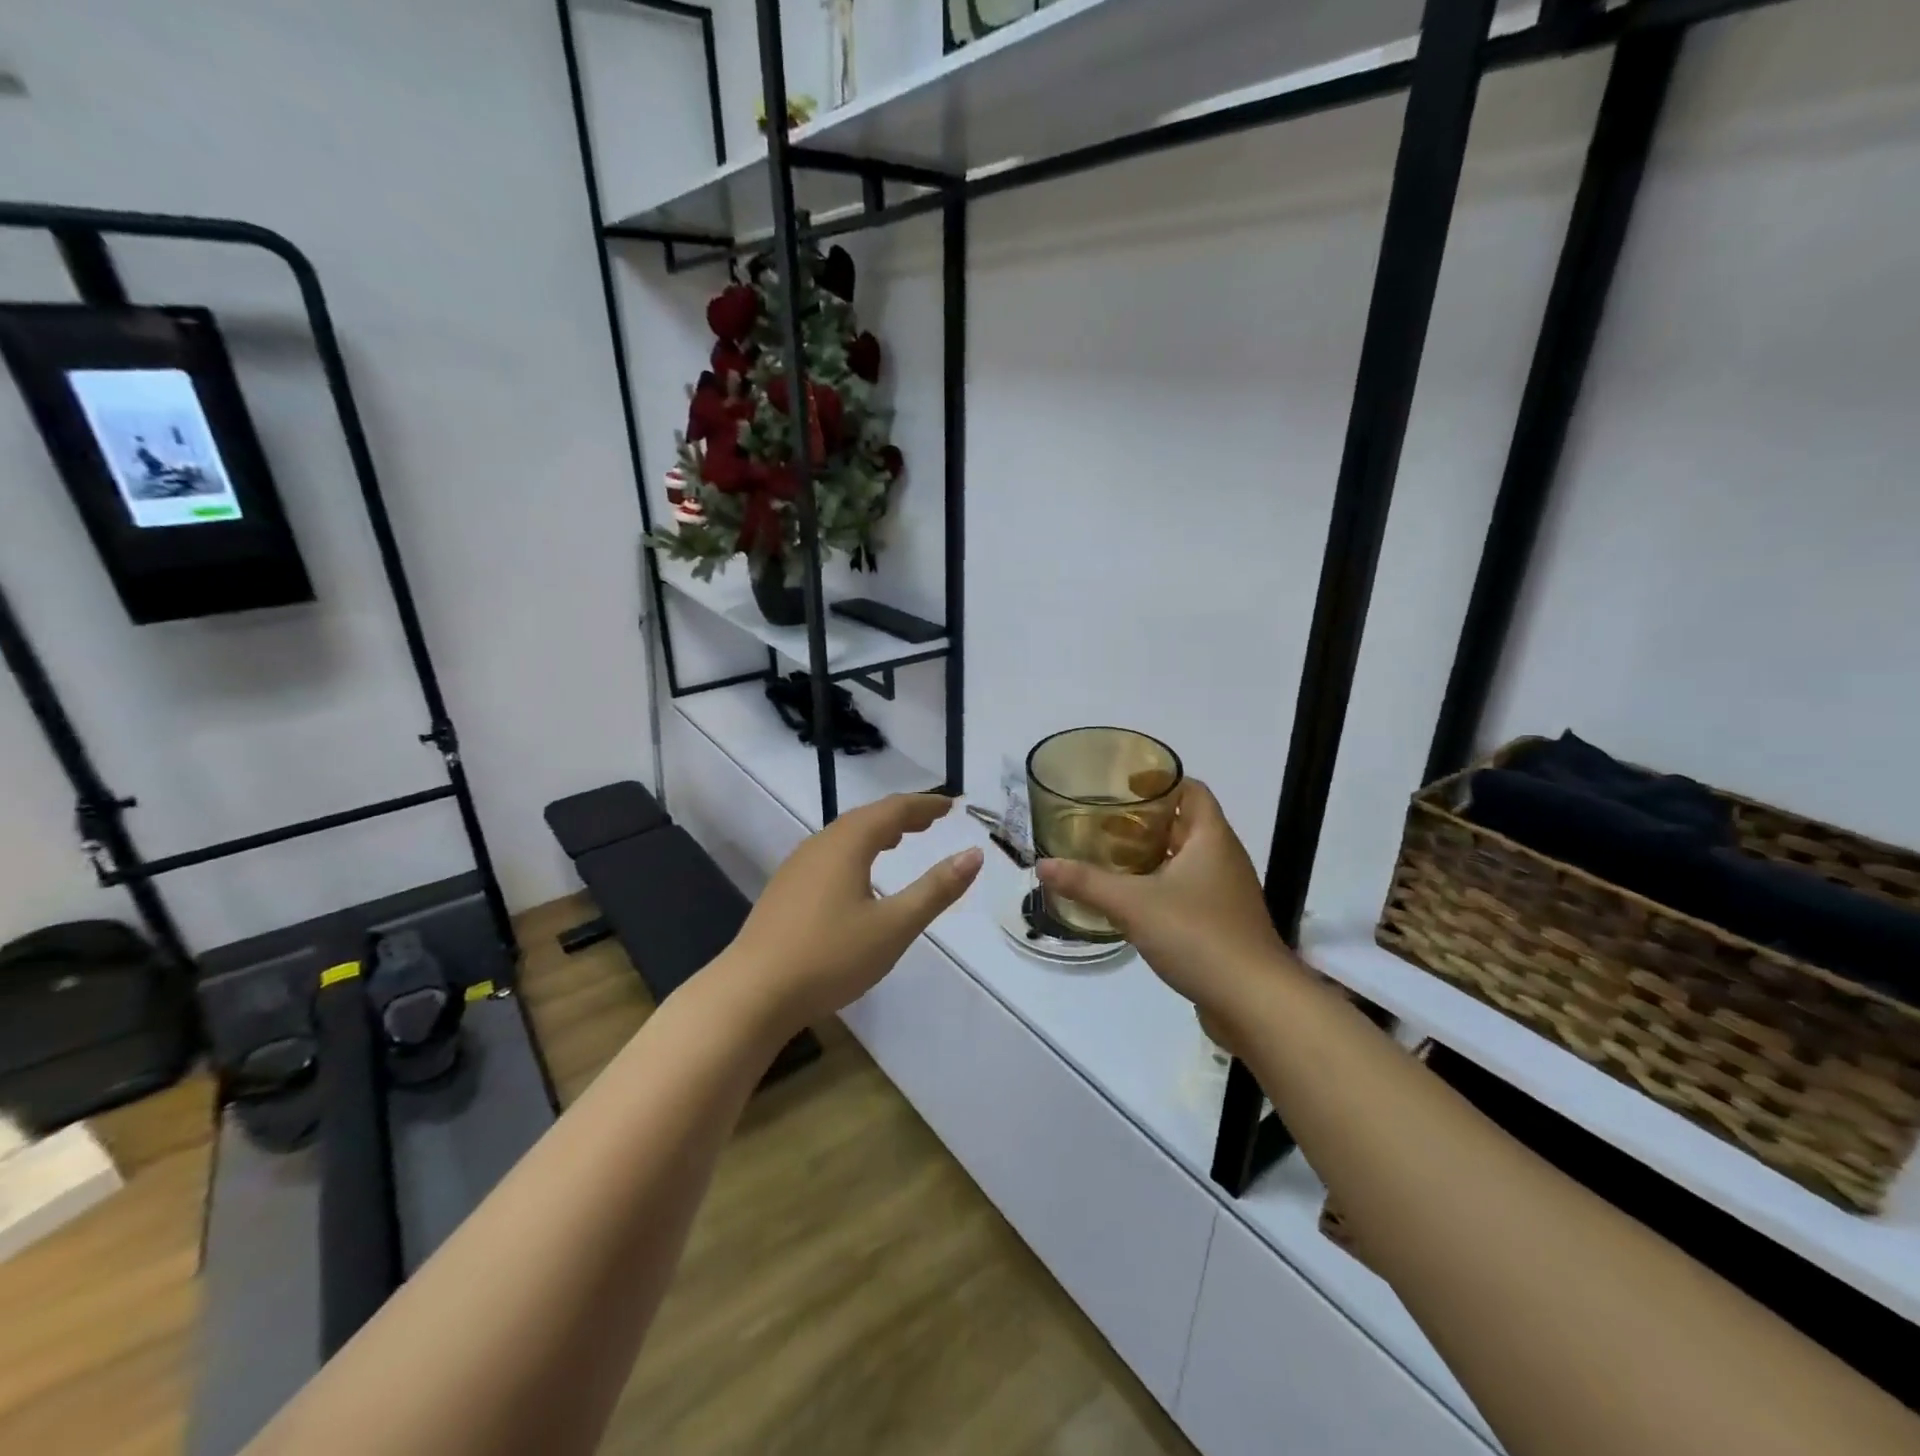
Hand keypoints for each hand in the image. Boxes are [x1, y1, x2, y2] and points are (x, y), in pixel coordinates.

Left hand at [718, 793, 982, 1036]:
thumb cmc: (830, 957)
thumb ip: (936, 889)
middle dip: (902, 815)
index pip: (893, 810)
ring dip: (877, 831)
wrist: (752, 993)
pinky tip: (858, 875)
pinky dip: (856, 850)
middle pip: (867, 817)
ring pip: (845, 836)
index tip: (951, 805)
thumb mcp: (894, 927)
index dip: (925, 805)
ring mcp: (797, 866)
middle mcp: (820, 845)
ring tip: (900, 839)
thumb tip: (974, 854)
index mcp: (848, 845)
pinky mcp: (785, 889)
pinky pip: (830, 854)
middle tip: (932, 819)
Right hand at [1036, 779, 1294, 1026]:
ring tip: (1107, 856)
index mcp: (1211, 838)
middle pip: (1184, 823)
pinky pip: (1186, 889)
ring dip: (1150, 854)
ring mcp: (1225, 892)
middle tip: (1102, 821)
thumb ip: (1086, 882)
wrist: (1254, 1001)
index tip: (1122, 783)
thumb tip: (1041, 865)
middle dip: (1144, 820)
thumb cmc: (1198, 935)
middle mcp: (1222, 858)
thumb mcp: (1133, 904)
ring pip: (1184, 859)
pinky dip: (1159, 885)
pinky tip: (1129, 899)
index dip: (1160, 780)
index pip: (1191, 790)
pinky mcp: (1221, 923)